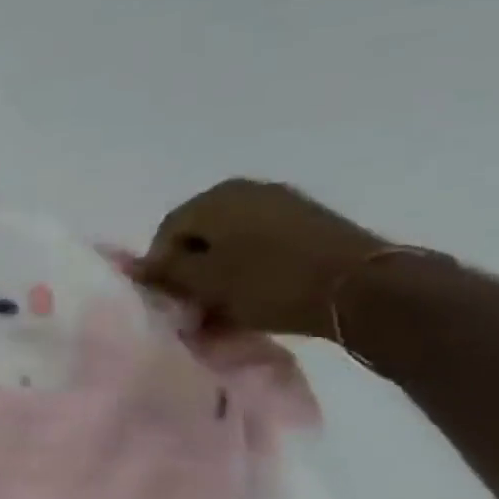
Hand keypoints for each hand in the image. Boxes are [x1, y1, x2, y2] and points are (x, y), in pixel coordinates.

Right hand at [135, 180, 384, 339]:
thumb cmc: (268, 283)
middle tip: (196, 307)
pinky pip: (264, 246)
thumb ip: (164, 272)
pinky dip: (252, 270)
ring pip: (233, 243)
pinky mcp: (313, 223)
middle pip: (200, 236)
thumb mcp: (203, 283)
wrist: (365, 289)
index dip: (161, 270)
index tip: (170, 301)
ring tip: (227, 308)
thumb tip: (133, 267)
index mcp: (211, 199)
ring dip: (223, 274)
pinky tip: (257, 297)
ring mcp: (283, 203)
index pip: (165, 234)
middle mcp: (244, 191)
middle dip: (193, 272)